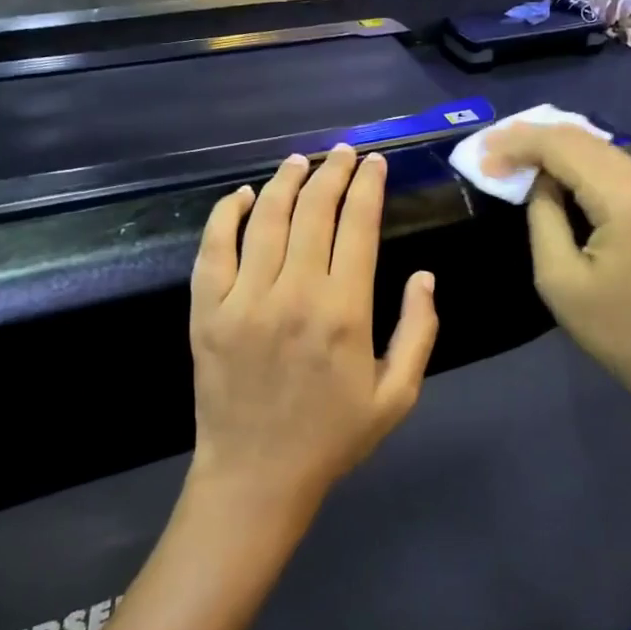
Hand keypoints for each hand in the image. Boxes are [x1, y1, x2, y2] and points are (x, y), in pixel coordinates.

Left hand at [188, 145, 439, 523]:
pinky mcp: (206, 311)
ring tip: (301, 160)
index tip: (375, 164)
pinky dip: (226, 214)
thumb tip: (425, 276)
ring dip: (286, 181)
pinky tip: (242, 195)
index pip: (358, 226)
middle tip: (343, 153)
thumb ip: (419, 332)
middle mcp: (294, 294)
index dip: (368, 187)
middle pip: (314, 211)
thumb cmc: (332, 437)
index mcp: (344, 312)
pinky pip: (213, 248)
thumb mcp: (397, 396)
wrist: (256, 476)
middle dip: (333, 172)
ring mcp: (243, 300)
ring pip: (266, 218)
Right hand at [483, 124, 630, 427]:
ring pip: (597, 146)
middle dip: (532, 138)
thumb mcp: (558, 277)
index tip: (480, 154)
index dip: (518, 144)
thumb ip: (543, 215)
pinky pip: (612, 164)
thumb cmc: (614, 329)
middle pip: (582, 138)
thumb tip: (537, 180)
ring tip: (510, 152)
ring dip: (553, 146)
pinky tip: (548, 167)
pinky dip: (576, 161)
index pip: (563, 147)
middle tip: (489, 148)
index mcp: (627, 198)